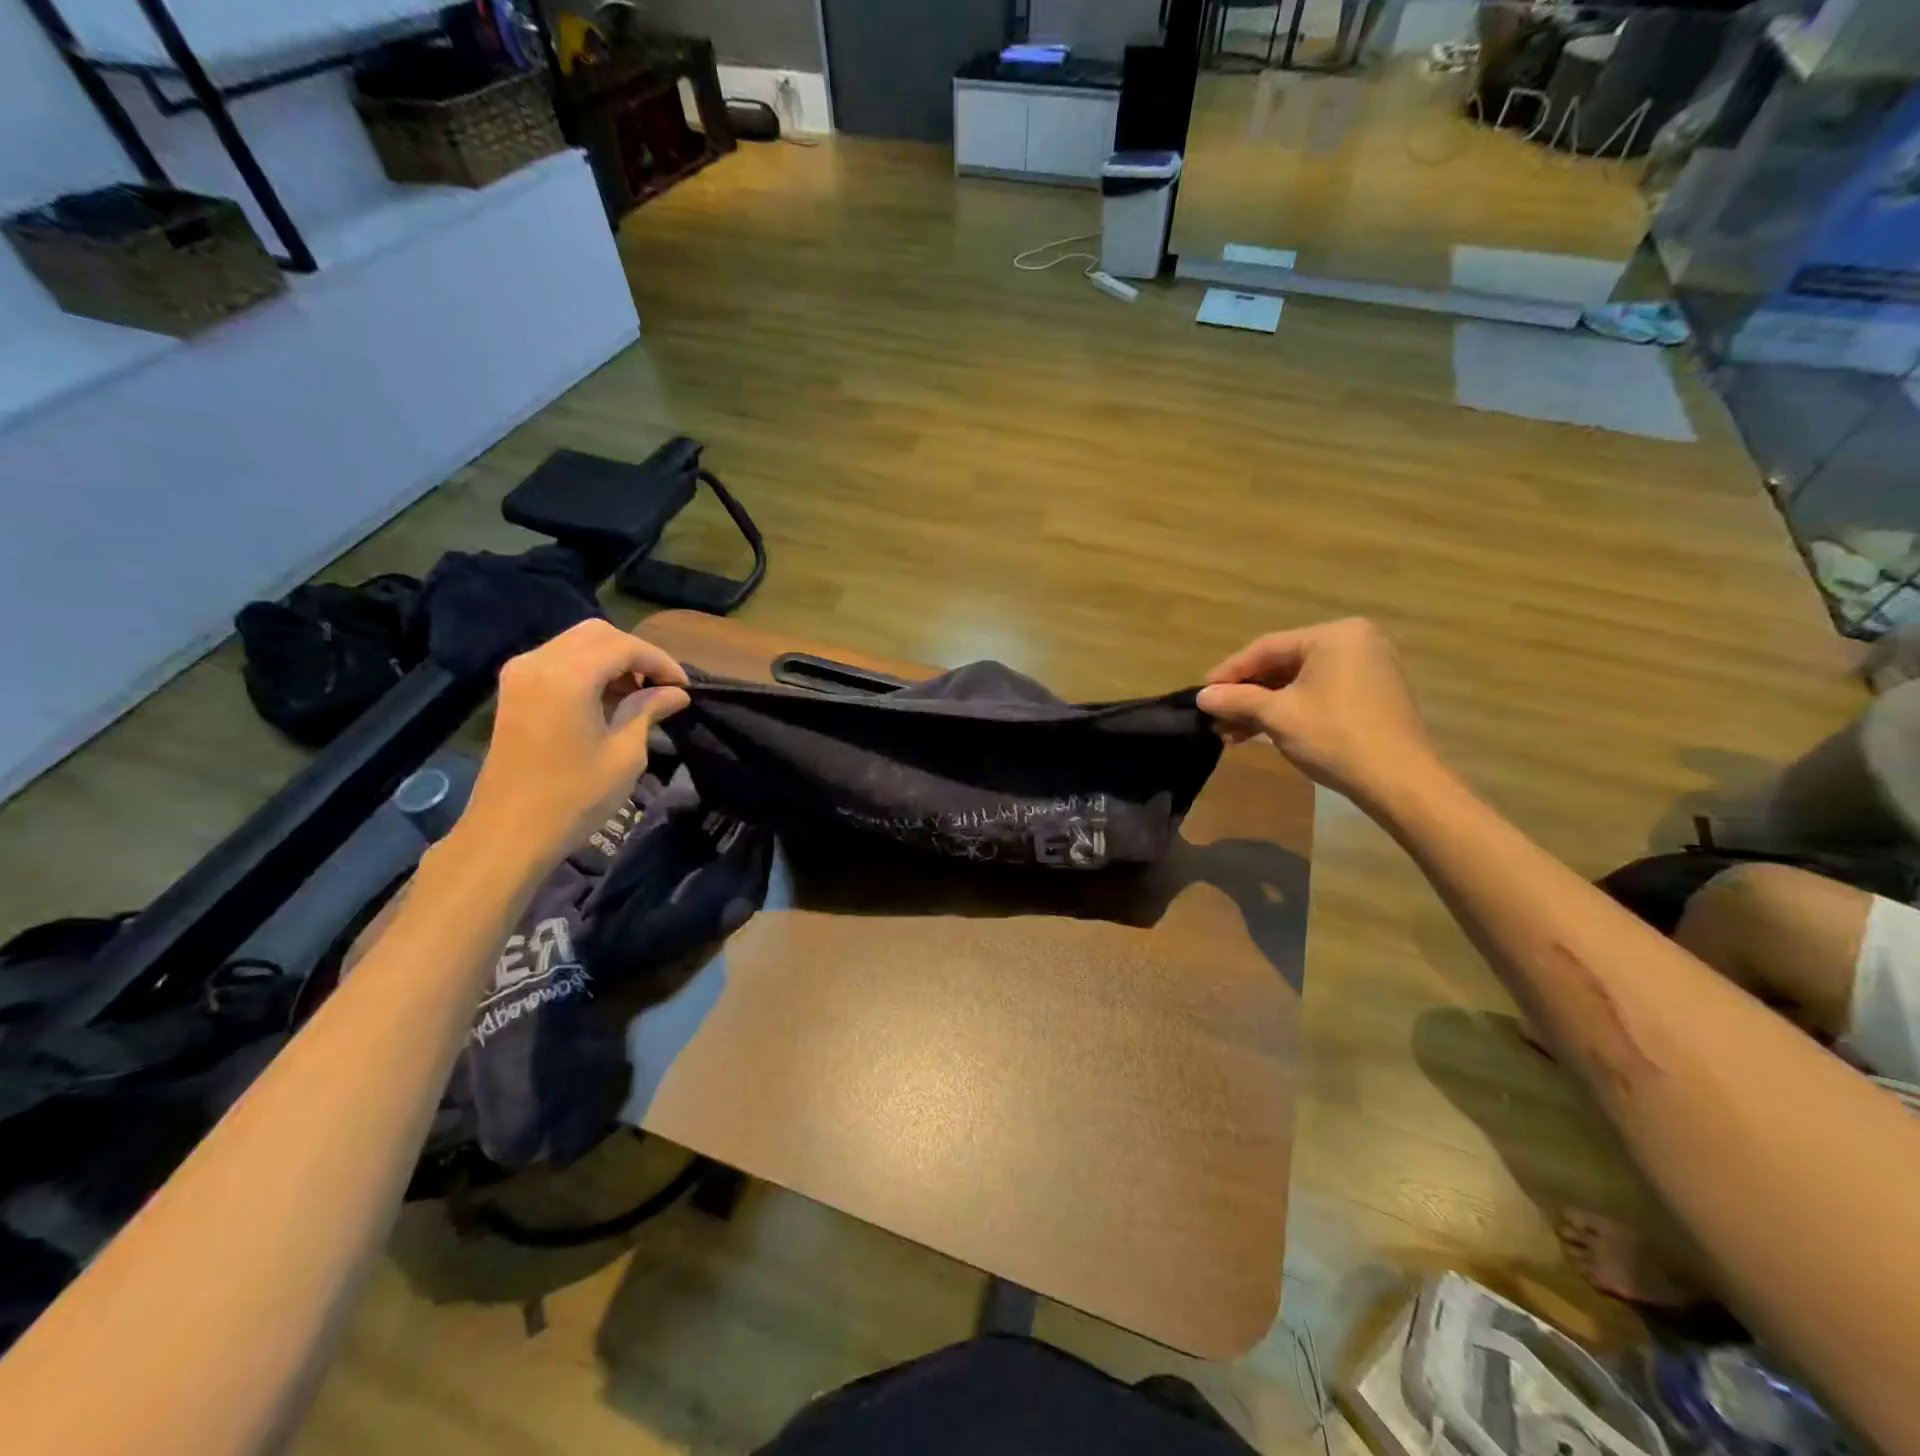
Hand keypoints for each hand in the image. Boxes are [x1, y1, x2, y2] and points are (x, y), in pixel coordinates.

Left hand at [456, 620, 690, 863]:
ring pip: (577, 643)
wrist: (509, 832)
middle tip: (662, 686)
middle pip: (598, 634)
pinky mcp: (514, 690)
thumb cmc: (574, 796)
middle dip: (636, 654)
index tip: (685, 688)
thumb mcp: (624, 753)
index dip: (660, 662)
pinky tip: (607, 699)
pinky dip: (588, 669)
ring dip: (612, 660)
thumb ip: (648, 711)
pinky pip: (558, 660)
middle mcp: (539, 662)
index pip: (625, 647)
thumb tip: (676, 693)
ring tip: (638, 694)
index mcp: (567, 676)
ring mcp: (520, 674)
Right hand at [1196, 619, 1441, 806]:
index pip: (1266, 648)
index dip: (1229, 672)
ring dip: (1264, 706)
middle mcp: (1355, 642)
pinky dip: (1291, 710)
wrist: (1399, 781)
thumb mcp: (1277, 716)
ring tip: (1232, 732)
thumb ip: (1236, 700)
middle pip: (1283, 664)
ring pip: (1300, 682)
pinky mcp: (1374, 695)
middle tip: (1216, 715)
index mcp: (1334, 635)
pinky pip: (1321, 693)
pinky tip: (1263, 731)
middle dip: (1247, 693)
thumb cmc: (1335, 737)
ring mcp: (1369, 668)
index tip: (1203, 694)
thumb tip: (1202, 697)